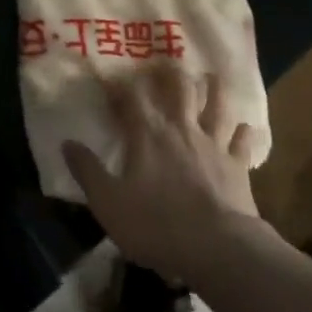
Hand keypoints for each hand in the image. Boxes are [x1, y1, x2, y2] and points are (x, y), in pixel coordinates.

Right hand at [63, 64, 260, 280]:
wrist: (217, 249)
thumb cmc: (157, 224)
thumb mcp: (109, 203)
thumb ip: (88, 171)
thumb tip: (67, 143)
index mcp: (148, 133)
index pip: (132, 96)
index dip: (122, 84)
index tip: (112, 77)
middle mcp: (181, 128)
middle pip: (180, 88)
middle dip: (172, 73)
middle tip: (168, 62)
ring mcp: (213, 144)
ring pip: (217, 105)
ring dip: (214, 90)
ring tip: (211, 78)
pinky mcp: (238, 165)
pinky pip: (243, 142)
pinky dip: (243, 132)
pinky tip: (244, 127)